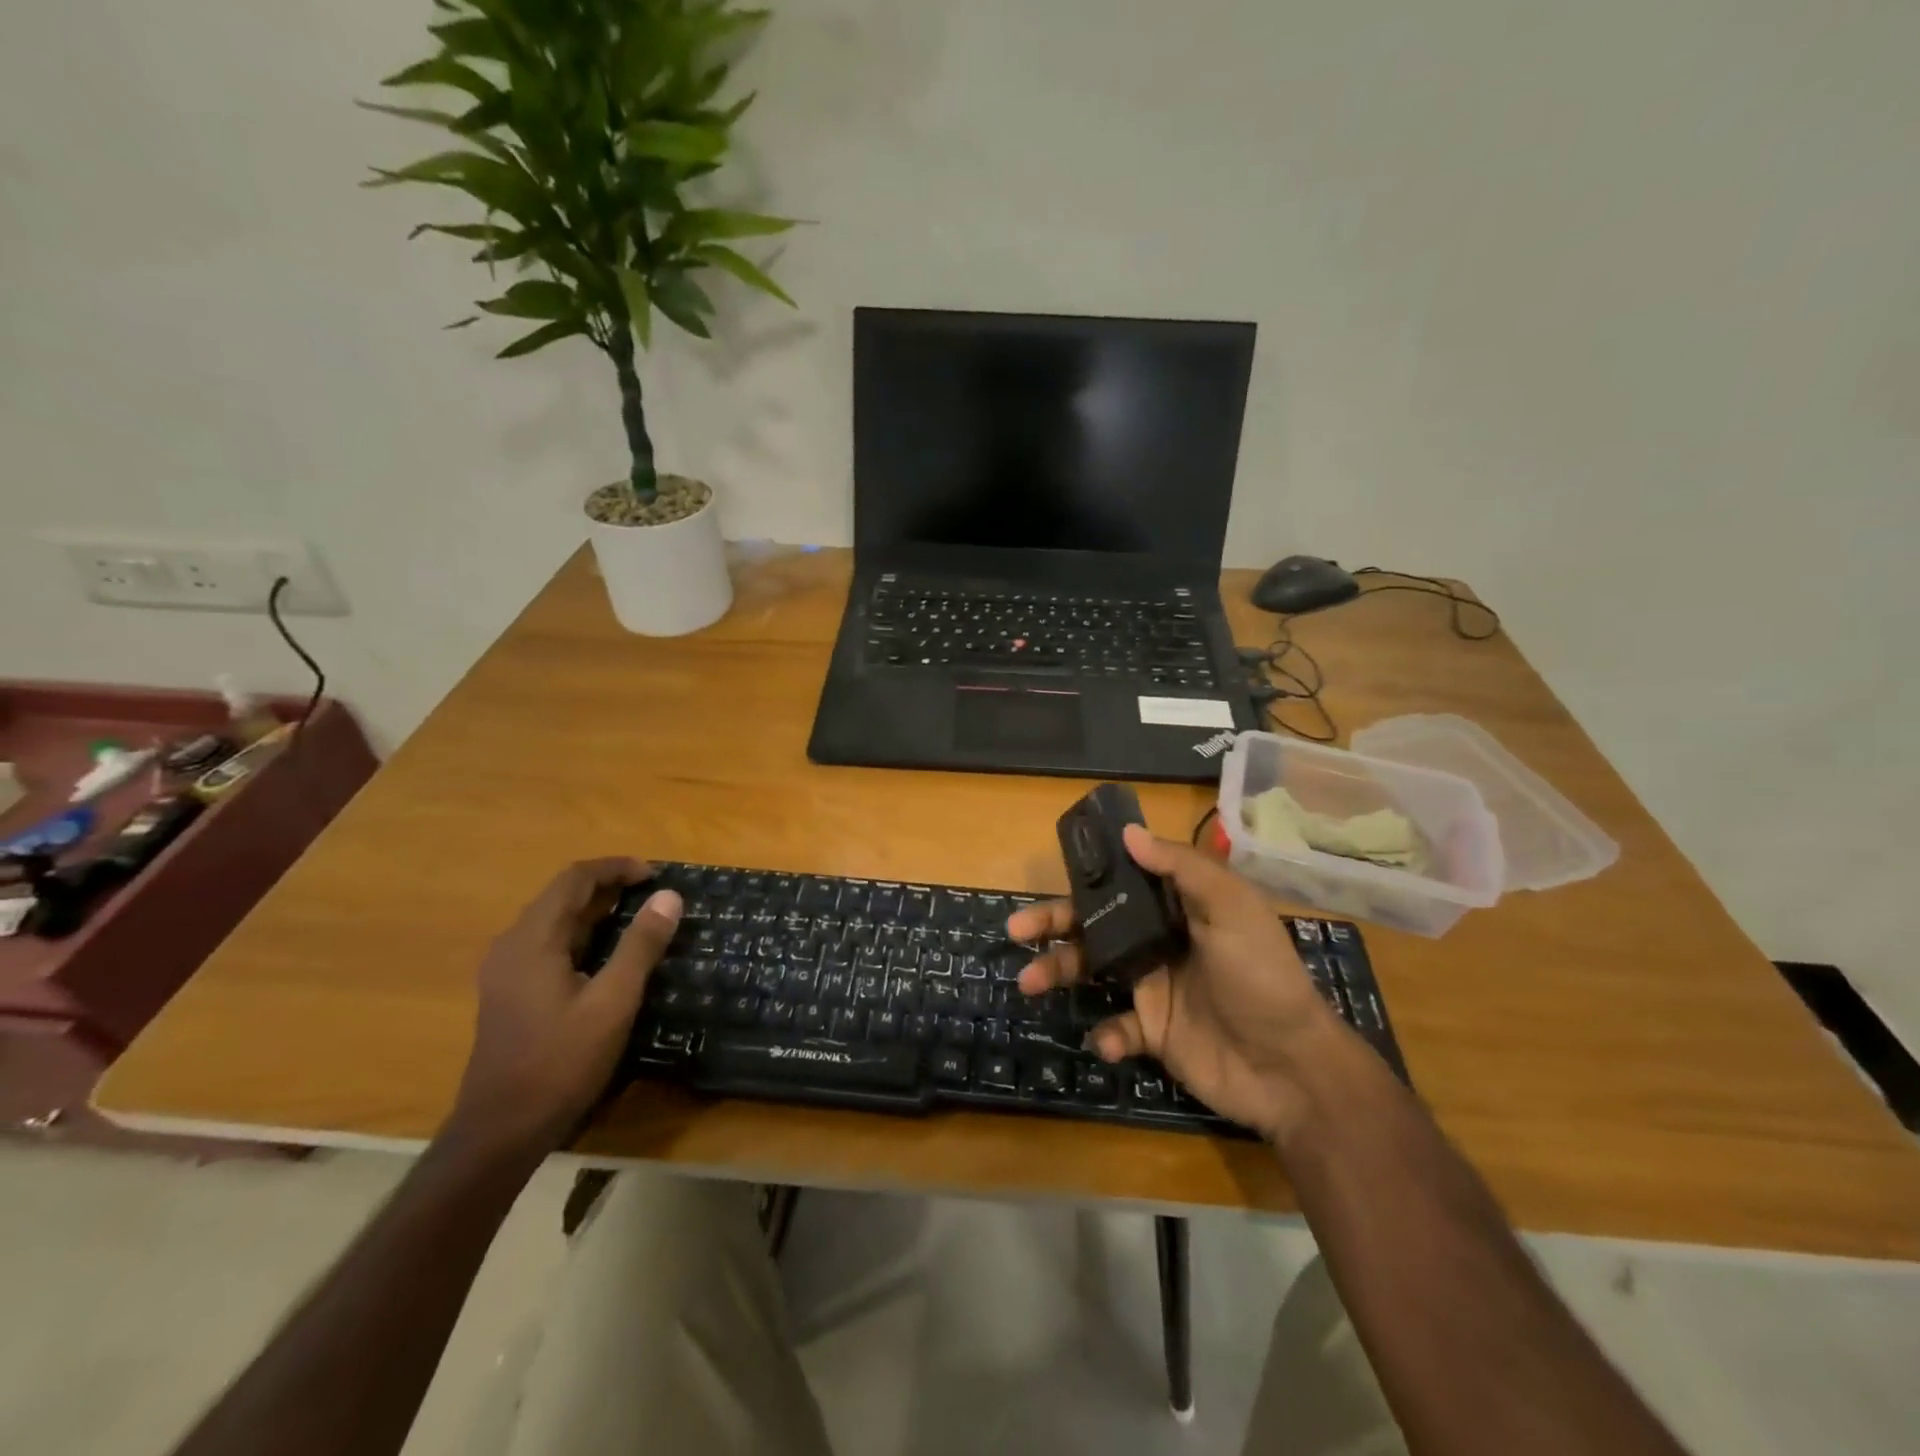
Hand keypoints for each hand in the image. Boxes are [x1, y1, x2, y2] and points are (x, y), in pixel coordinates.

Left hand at [447, 858, 680, 1154]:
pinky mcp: (509, 992)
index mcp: (532, 940)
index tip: (656, 876)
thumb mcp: (613, 1001)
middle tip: (654, 895)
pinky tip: (607, 955)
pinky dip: (583, 934)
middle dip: (609, 886)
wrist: (502, 1130)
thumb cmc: (560, 1062)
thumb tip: (669, 896)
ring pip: (555, 921)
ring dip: (596, 910)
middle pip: (562, 896)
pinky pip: (549, 944)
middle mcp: (512, 945)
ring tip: (639, 918)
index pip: (574, 879)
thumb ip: (640, 945)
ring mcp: (506, 971)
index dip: (616, 868)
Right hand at [1010, 825, 1345, 1141]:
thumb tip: (1130, 832)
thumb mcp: (1232, 909)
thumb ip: (1182, 868)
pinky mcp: (1153, 1033)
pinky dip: (1106, 1034)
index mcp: (1178, 907)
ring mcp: (1153, 987)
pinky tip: (1110, 1040)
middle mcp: (1159, 941)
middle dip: (1053, 923)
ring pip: (1092, 971)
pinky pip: (1116, 1029)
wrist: (1291, 1068)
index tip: (1053, 871)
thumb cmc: (1262, 977)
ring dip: (1057, 972)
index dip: (1088, 875)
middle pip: (1094, 924)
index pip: (1123, 881)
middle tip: (1015, 928)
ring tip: (1029, 982)